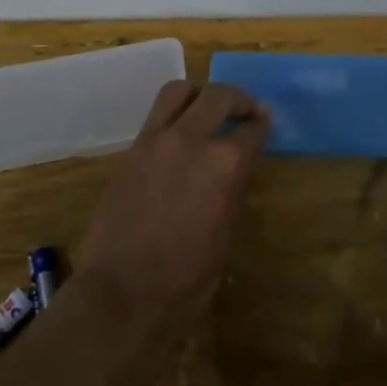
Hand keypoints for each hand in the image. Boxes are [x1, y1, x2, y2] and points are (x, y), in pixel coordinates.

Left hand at [77, 81, 268, 340]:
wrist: (123, 293)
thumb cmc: (187, 277)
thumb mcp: (225, 232)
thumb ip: (231, 188)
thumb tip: (234, 168)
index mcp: (225, 164)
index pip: (252, 130)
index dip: (261, 124)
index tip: (264, 121)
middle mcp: (191, 140)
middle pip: (218, 95)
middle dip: (236, 99)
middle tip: (243, 110)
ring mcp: (156, 141)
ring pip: (179, 91)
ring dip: (198, 96)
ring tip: (204, 112)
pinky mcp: (130, 151)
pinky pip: (155, 118)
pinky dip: (172, 118)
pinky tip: (178, 140)